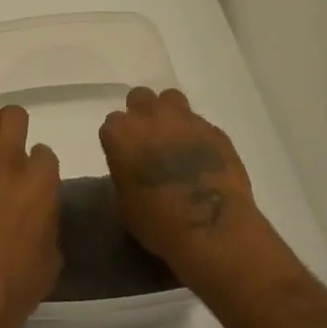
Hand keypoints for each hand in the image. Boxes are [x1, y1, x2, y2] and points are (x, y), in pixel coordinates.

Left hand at [0, 88, 61, 327]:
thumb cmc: (14, 287)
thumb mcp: (51, 255)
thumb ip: (48, 219)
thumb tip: (40, 206)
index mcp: (40, 182)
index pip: (43, 153)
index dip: (37, 165)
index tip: (30, 179)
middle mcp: (7, 162)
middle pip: (14, 119)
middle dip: (14, 128)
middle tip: (8, 144)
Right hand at [100, 87, 261, 287]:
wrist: (213, 230)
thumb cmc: (159, 224)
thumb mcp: (125, 204)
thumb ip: (124, 173)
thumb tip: (133, 168)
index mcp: (121, 134)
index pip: (112, 124)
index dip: (120, 140)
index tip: (126, 156)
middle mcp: (150, 116)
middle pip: (139, 98)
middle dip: (141, 114)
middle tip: (149, 139)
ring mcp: (185, 119)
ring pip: (171, 99)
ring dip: (169, 114)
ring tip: (176, 139)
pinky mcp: (214, 129)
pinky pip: (200, 123)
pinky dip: (197, 135)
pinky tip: (202, 156)